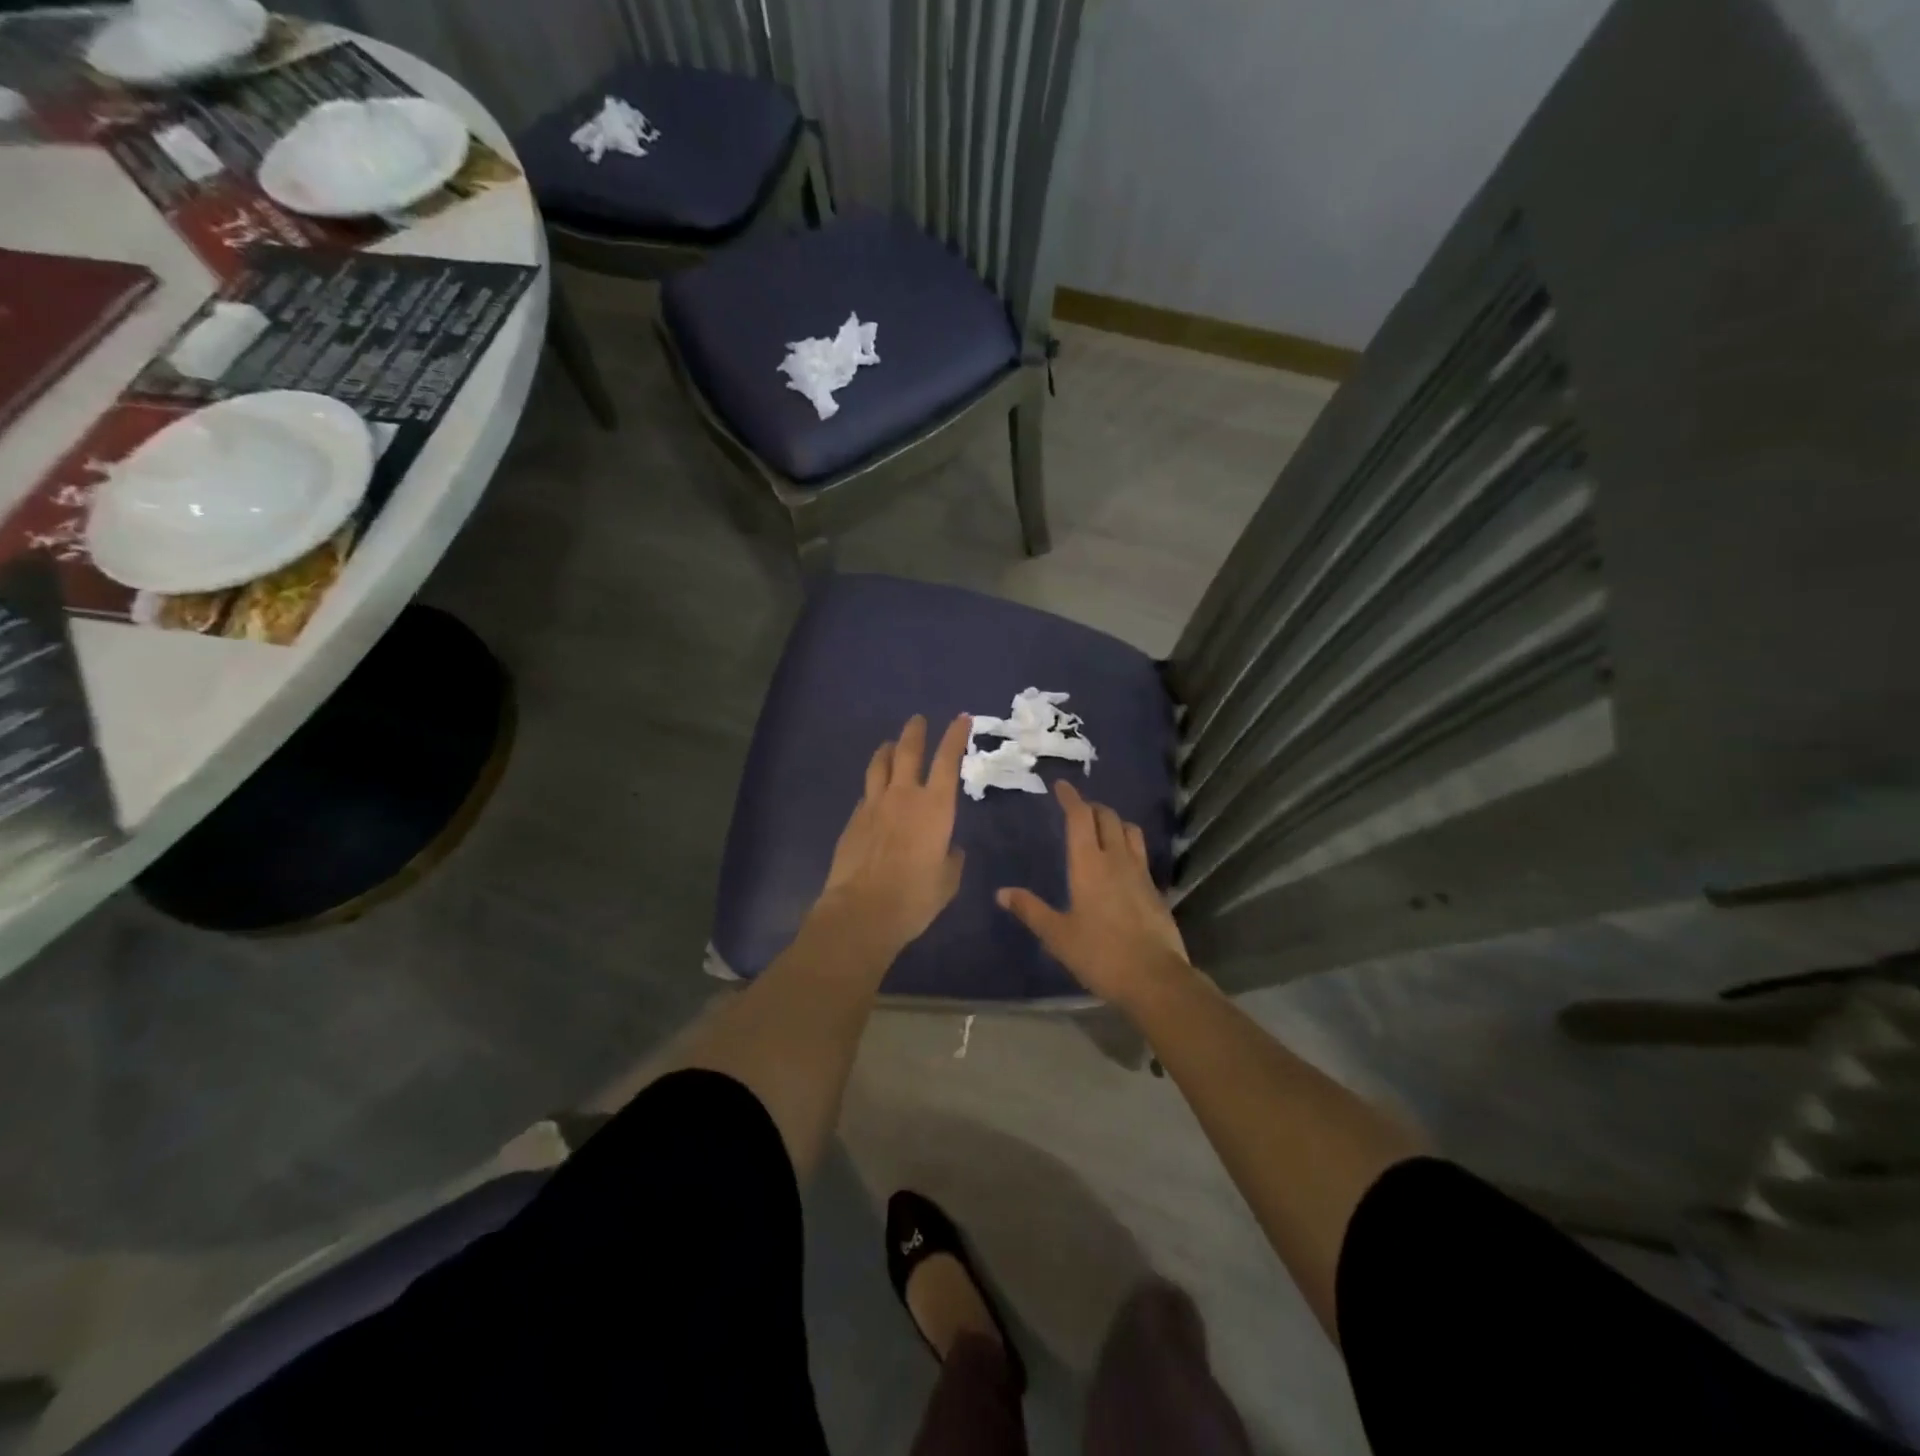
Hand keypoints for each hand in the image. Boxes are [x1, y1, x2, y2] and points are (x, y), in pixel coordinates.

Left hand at [813, 714, 970, 960]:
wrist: (861, 912)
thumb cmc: (914, 898)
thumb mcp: (947, 881)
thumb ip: (951, 859)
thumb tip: (950, 849)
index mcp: (935, 807)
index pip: (947, 760)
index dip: (955, 736)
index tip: (961, 718)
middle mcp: (903, 796)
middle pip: (907, 751)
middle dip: (915, 732)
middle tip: (918, 720)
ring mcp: (873, 806)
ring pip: (879, 765)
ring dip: (887, 750)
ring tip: (890, 744)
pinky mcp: (853, 820)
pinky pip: (866, 793)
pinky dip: (873, 786)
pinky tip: (874, 793)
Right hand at [996, 780, 1193, 1009]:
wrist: (1154, 979)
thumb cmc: (1100, 954)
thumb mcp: (1057, 935)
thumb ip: (1030, 910)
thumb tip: (1002, 892)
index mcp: (1089, 864)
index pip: (1080, 817)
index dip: (1070, 797)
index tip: (1061, 786)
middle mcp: (1116, 859)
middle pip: (1107, 817)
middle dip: (1091, 807)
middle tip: (1077, 809)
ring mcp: (1140, 872)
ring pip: (1129, 831)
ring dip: (1114, 822)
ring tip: (1101, 829)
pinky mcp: (1155, 889)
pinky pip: (1140, 853)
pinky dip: (1128, 845)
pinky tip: (1121, 863)